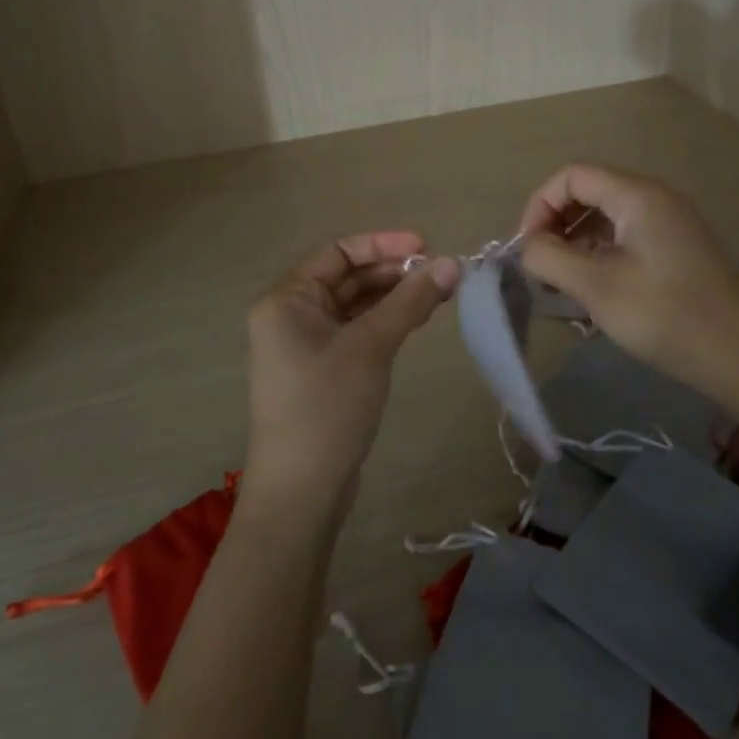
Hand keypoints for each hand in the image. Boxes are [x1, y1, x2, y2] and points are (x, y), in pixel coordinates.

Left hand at [244, 232, 459, 513]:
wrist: (301, 494)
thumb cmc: (327, 407)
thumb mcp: (371, 346)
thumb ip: (410, 301)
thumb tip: (452, 263)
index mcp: (287, 298)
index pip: (338, 252)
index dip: (383, 244)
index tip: (427, 248)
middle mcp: (291, 314)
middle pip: (347, 276)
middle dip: (393, 272)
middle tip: (441, 274)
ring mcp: (304, 344)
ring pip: (355, 304)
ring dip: (393, 296)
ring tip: (438, 294)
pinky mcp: (321, 370)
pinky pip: (356, 330)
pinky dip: (385, 321)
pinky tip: (416, 320)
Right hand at [516, 165, 738, 410]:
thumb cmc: (666, 316)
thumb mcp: (596, 288)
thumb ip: (549, 258)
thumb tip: (526, 245)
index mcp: (636, 195)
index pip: (571, 176)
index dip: (539, 206)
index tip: (526, 249)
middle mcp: (654, 197)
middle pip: (588, 193)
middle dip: (555, 226)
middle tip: (540, 269)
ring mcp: (670, 222)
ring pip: (606, 218)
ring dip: (576, 244)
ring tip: (561, 287)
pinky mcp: (677, 248)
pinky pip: (626, 237)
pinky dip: (600, 256)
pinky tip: (592, 293)